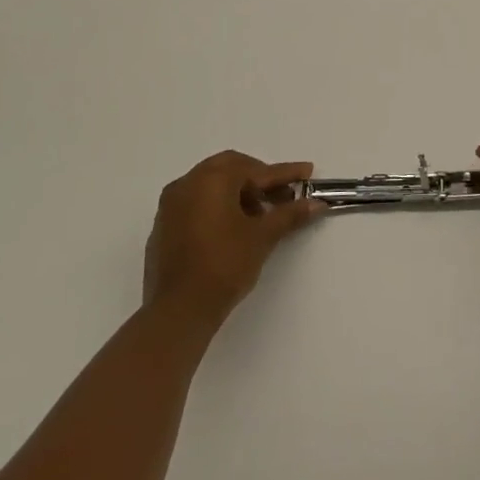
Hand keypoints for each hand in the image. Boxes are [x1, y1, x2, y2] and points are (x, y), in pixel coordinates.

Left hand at [143, 152, 323, 330]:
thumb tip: (316, 203)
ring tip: (260, 216)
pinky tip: (233, 229)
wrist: (179, 310)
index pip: (256, 170)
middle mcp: (187, 183)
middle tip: (282, 196)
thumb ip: (289, 214)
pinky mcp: (163, 226)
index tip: (308, 173)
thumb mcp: (262, 237)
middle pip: (230, 168)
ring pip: (211, 184)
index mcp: (211, 179)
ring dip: (238, 192)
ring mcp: (171, 205)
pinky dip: (218, 206)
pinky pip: (196, 203)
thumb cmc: (224, 265)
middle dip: (259, 179)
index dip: (285, 173)